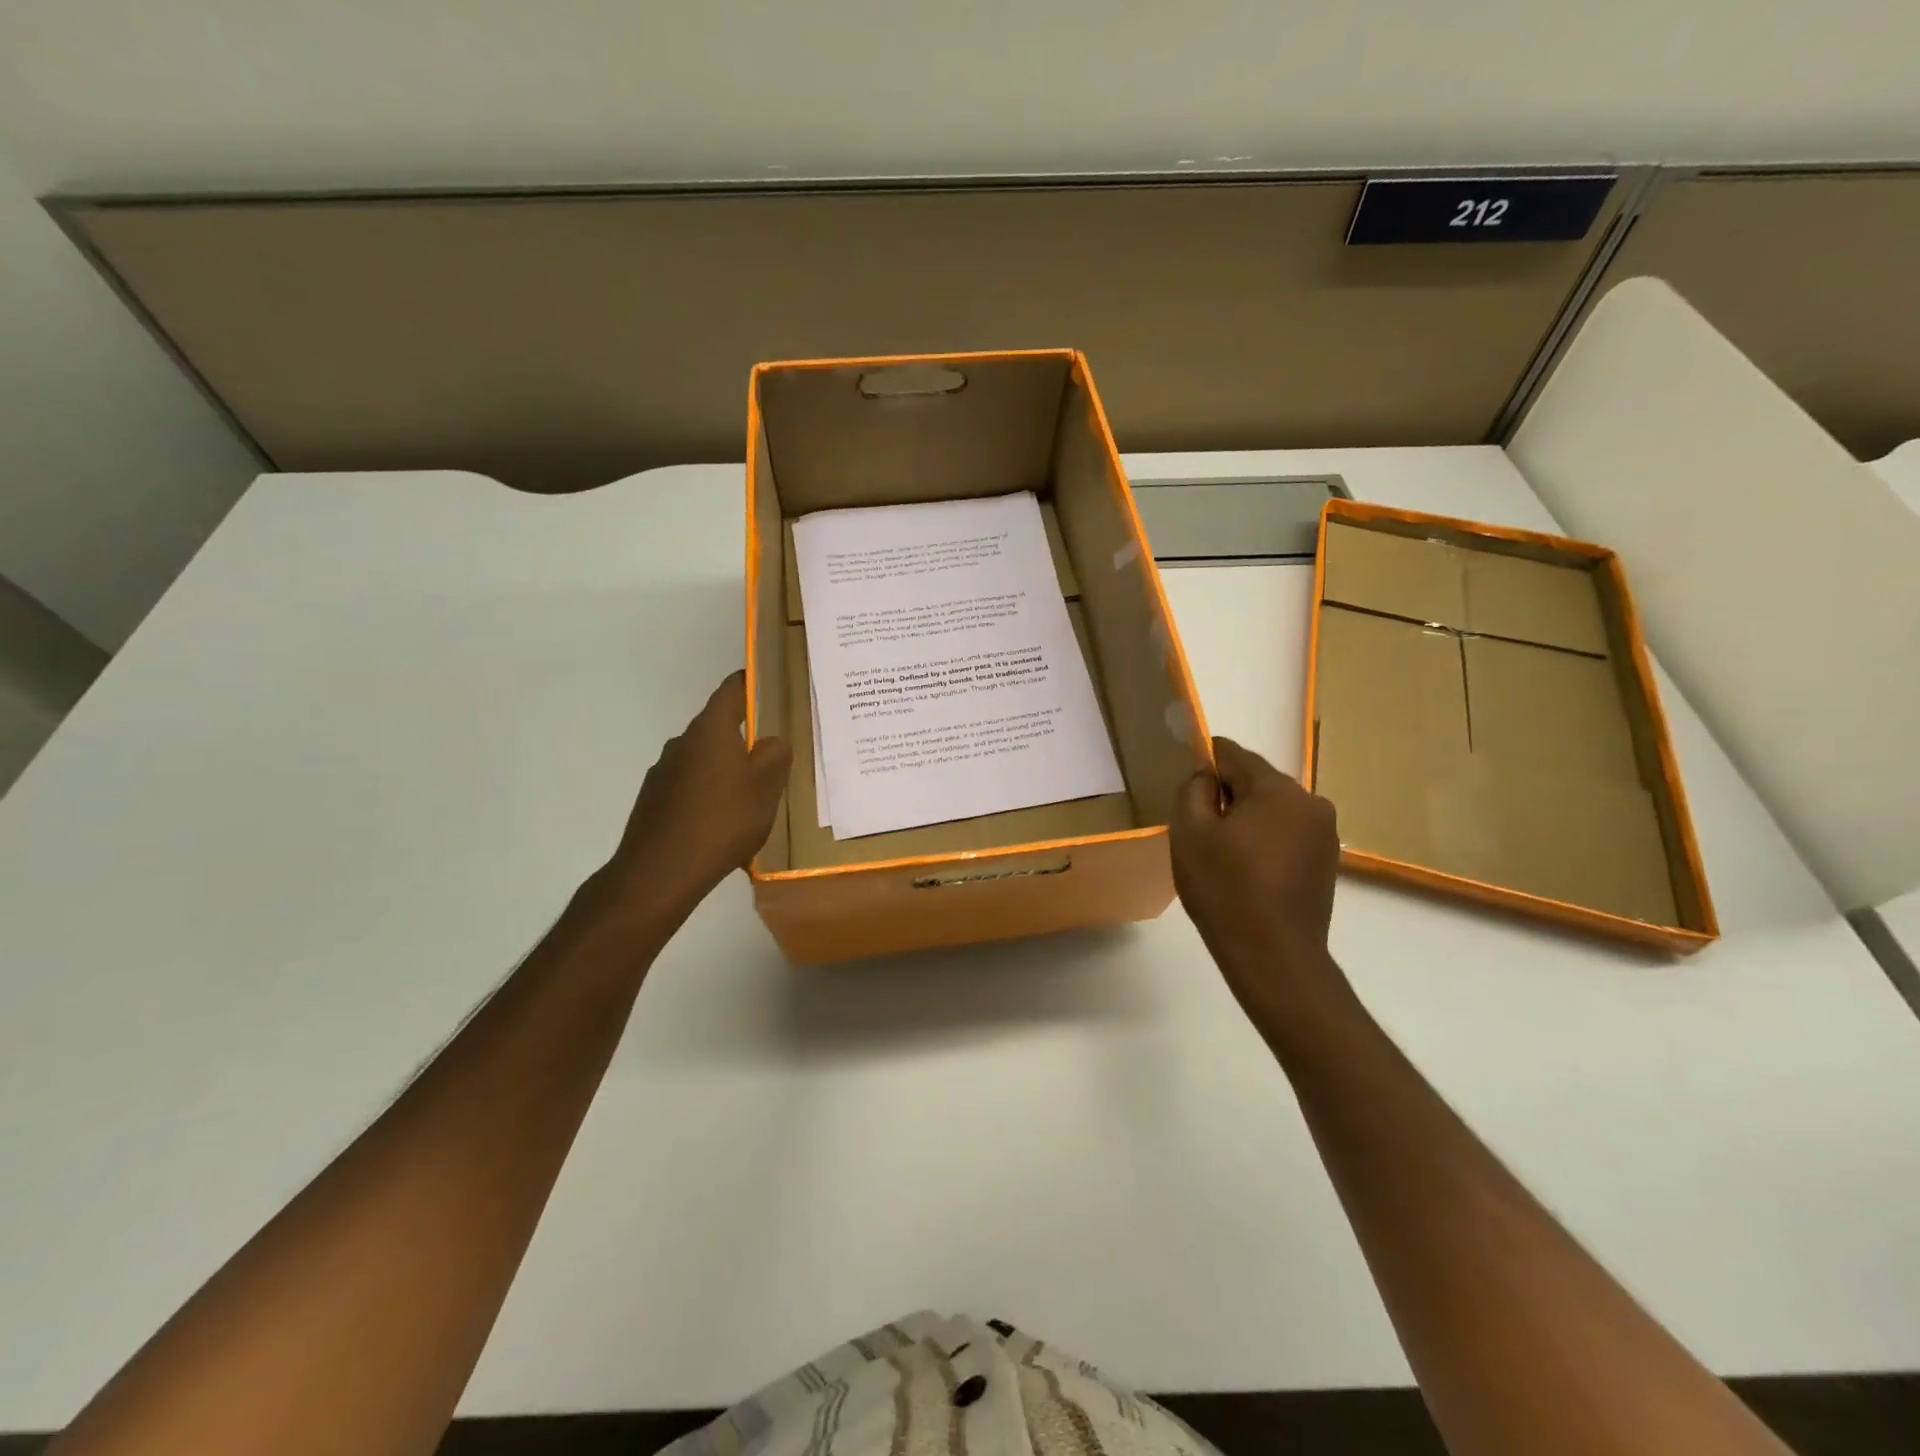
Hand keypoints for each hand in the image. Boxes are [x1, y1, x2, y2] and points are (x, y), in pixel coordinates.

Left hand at [598, 671, 790, 918]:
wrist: (659, 872)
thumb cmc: (722, 821)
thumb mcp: (766, 788)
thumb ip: (775, 756)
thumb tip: (772, 739)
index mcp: (710, 730)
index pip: (731, 690)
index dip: (750, 683)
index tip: (769, 682)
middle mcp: (682, 742)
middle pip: (717, 726)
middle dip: (744, 735)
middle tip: (773, 751)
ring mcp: (663, 771)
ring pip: (703, 758)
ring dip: (725, 767)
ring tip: (751, 793)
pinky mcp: (654, 800)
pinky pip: (690, 785)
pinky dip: (708, 792)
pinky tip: (722, 820)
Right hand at [1170, 737, 1344, 1027]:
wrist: (1274, 956)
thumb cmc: (1225, 889)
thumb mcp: (1189, 832)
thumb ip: (1193, 790)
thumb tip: (1207, 777)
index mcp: (1276, 788)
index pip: (1233, 754)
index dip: (1205, 762)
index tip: (1188, 785)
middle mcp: (1310, 801)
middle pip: (1257, 781)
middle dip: (1228, 796)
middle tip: (1201, 829)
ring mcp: (1325, 833)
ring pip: (1273, 809)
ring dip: (1248, 820)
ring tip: (1224, 855)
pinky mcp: (1327, 861)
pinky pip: (1288, 834)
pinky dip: (1266, 841)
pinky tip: (1248, 871)